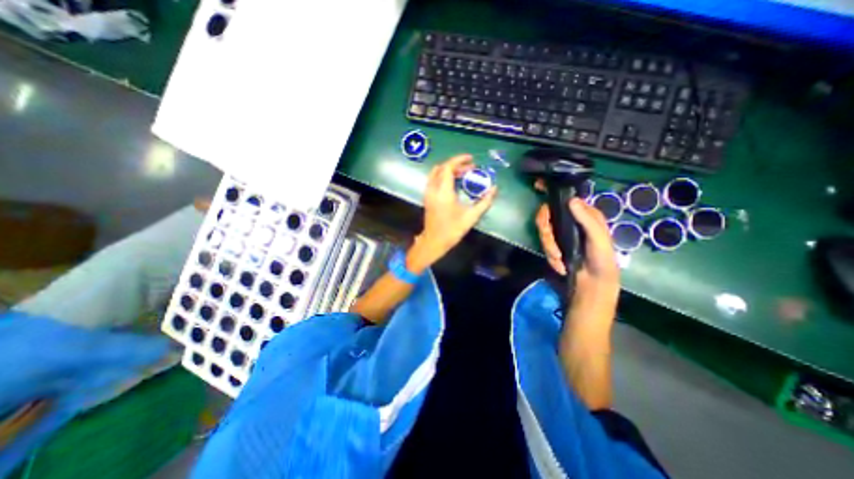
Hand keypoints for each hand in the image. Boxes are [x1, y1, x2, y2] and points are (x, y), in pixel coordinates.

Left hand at [408, 153, 497, 270]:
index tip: (471, 159)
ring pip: (436, 173)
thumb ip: (484, 202)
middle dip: (457, 165)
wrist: (434, 241)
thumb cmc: (452, 230)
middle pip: (443, 168)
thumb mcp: (471, 217)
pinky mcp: (427, 197)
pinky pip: (433, 180)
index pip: (448, 167)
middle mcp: (433, 189)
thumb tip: (494, 189)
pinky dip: (443, 176)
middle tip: (471, 168)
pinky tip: (453, 182)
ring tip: (463, 174)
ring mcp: (428, 193)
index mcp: (443, 192)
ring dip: (449, 170)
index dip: (459, 160)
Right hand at [536, 196, 617, 289]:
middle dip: (546, 231)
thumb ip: (587, 220)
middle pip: (547, 214)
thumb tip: (571, 200)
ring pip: (543, 230)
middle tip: (550, 244)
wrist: (593, 284)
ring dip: (549, 247)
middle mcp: (570, 220)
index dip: (551, 190)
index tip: (537, 185)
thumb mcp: (599, 239)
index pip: (566, 197)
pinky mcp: (553, 244)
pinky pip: (544, 244)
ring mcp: (560, 232)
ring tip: (559, 259)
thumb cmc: (602, 259)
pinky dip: (550, 256)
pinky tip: (560, 265)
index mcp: (585, 214)